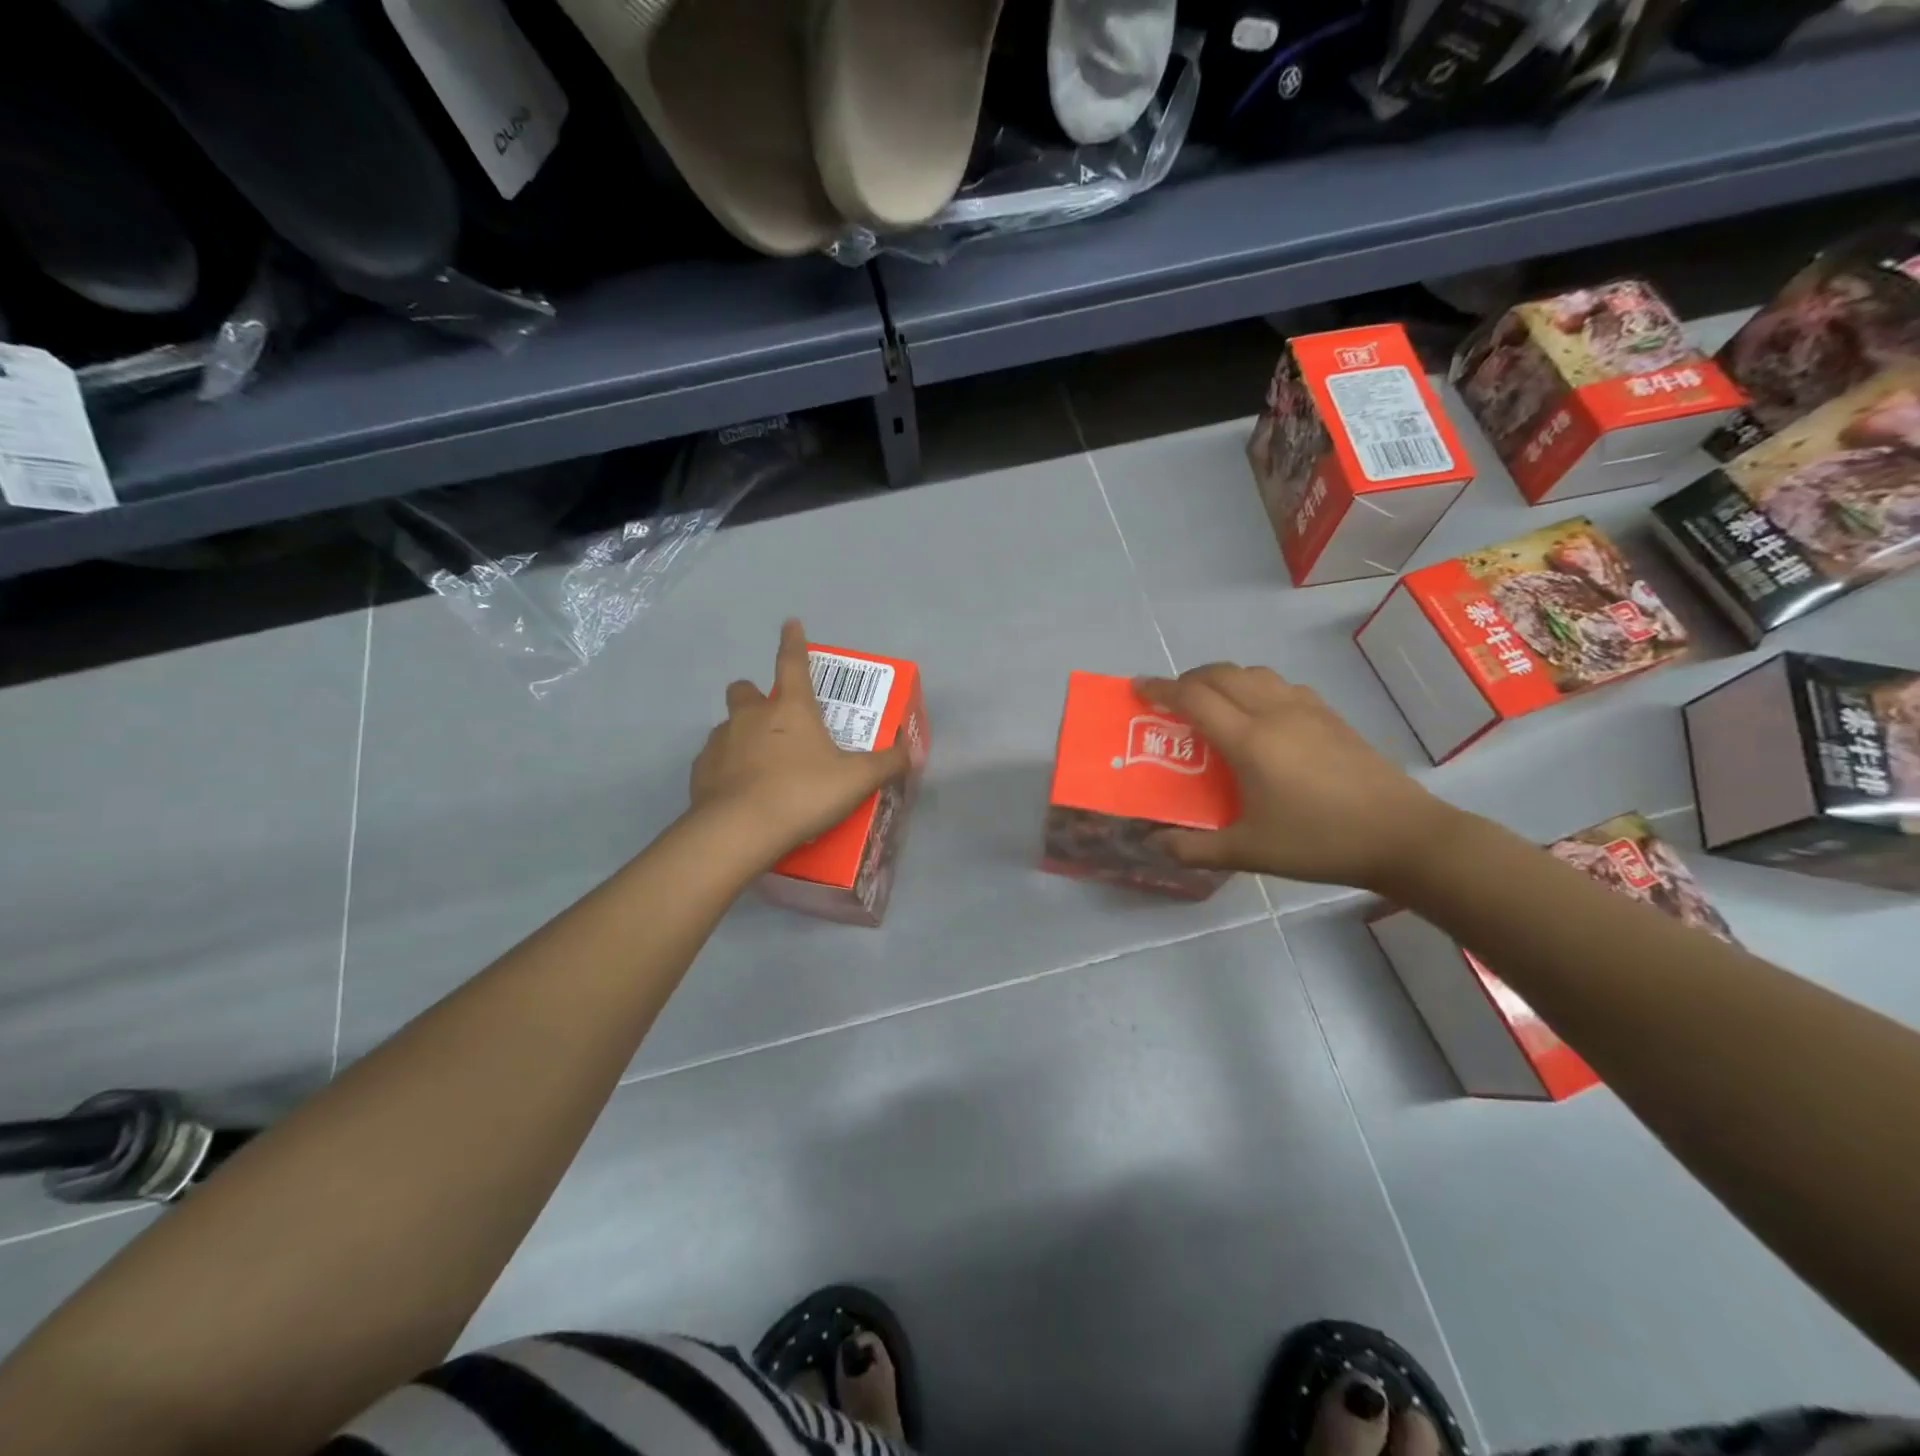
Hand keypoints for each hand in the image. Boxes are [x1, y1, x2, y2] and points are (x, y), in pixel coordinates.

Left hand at [690, 619, 912, 864]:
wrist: (740, 830)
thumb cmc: (803, 793)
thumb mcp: (856, 780)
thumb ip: (887, 764)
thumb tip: (911, 752)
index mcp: (790, 709)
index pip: (792, 662)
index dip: (794, 641)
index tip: (790, 623)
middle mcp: (751, 716)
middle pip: (744, 689)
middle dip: (755, 695)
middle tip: (771, 716)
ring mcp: (720, 742)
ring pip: (727, 726)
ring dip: (741, 735)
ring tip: (760, 763)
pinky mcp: (700, 771)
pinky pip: (714, 761)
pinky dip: (726, 769)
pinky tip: (740, 791)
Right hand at [1135, 664, 1456, 891]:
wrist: (1402, 835)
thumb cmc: (1320, 842)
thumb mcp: (1250, 852)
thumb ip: (1195, 847)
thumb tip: (1154, 843)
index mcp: (1250, 741)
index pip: (1194, 698)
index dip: (1160, 688)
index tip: (1137, 688)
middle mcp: (1275, 713)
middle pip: (1222, 674)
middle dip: (1188, 679)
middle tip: (1170, 699)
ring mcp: (1307, 710)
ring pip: (1254, 673)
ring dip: (1224, 678)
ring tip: (1212, 703)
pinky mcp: (1331, 716)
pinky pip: (1281, 685)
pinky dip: (1256, 686)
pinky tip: (1260, 714)